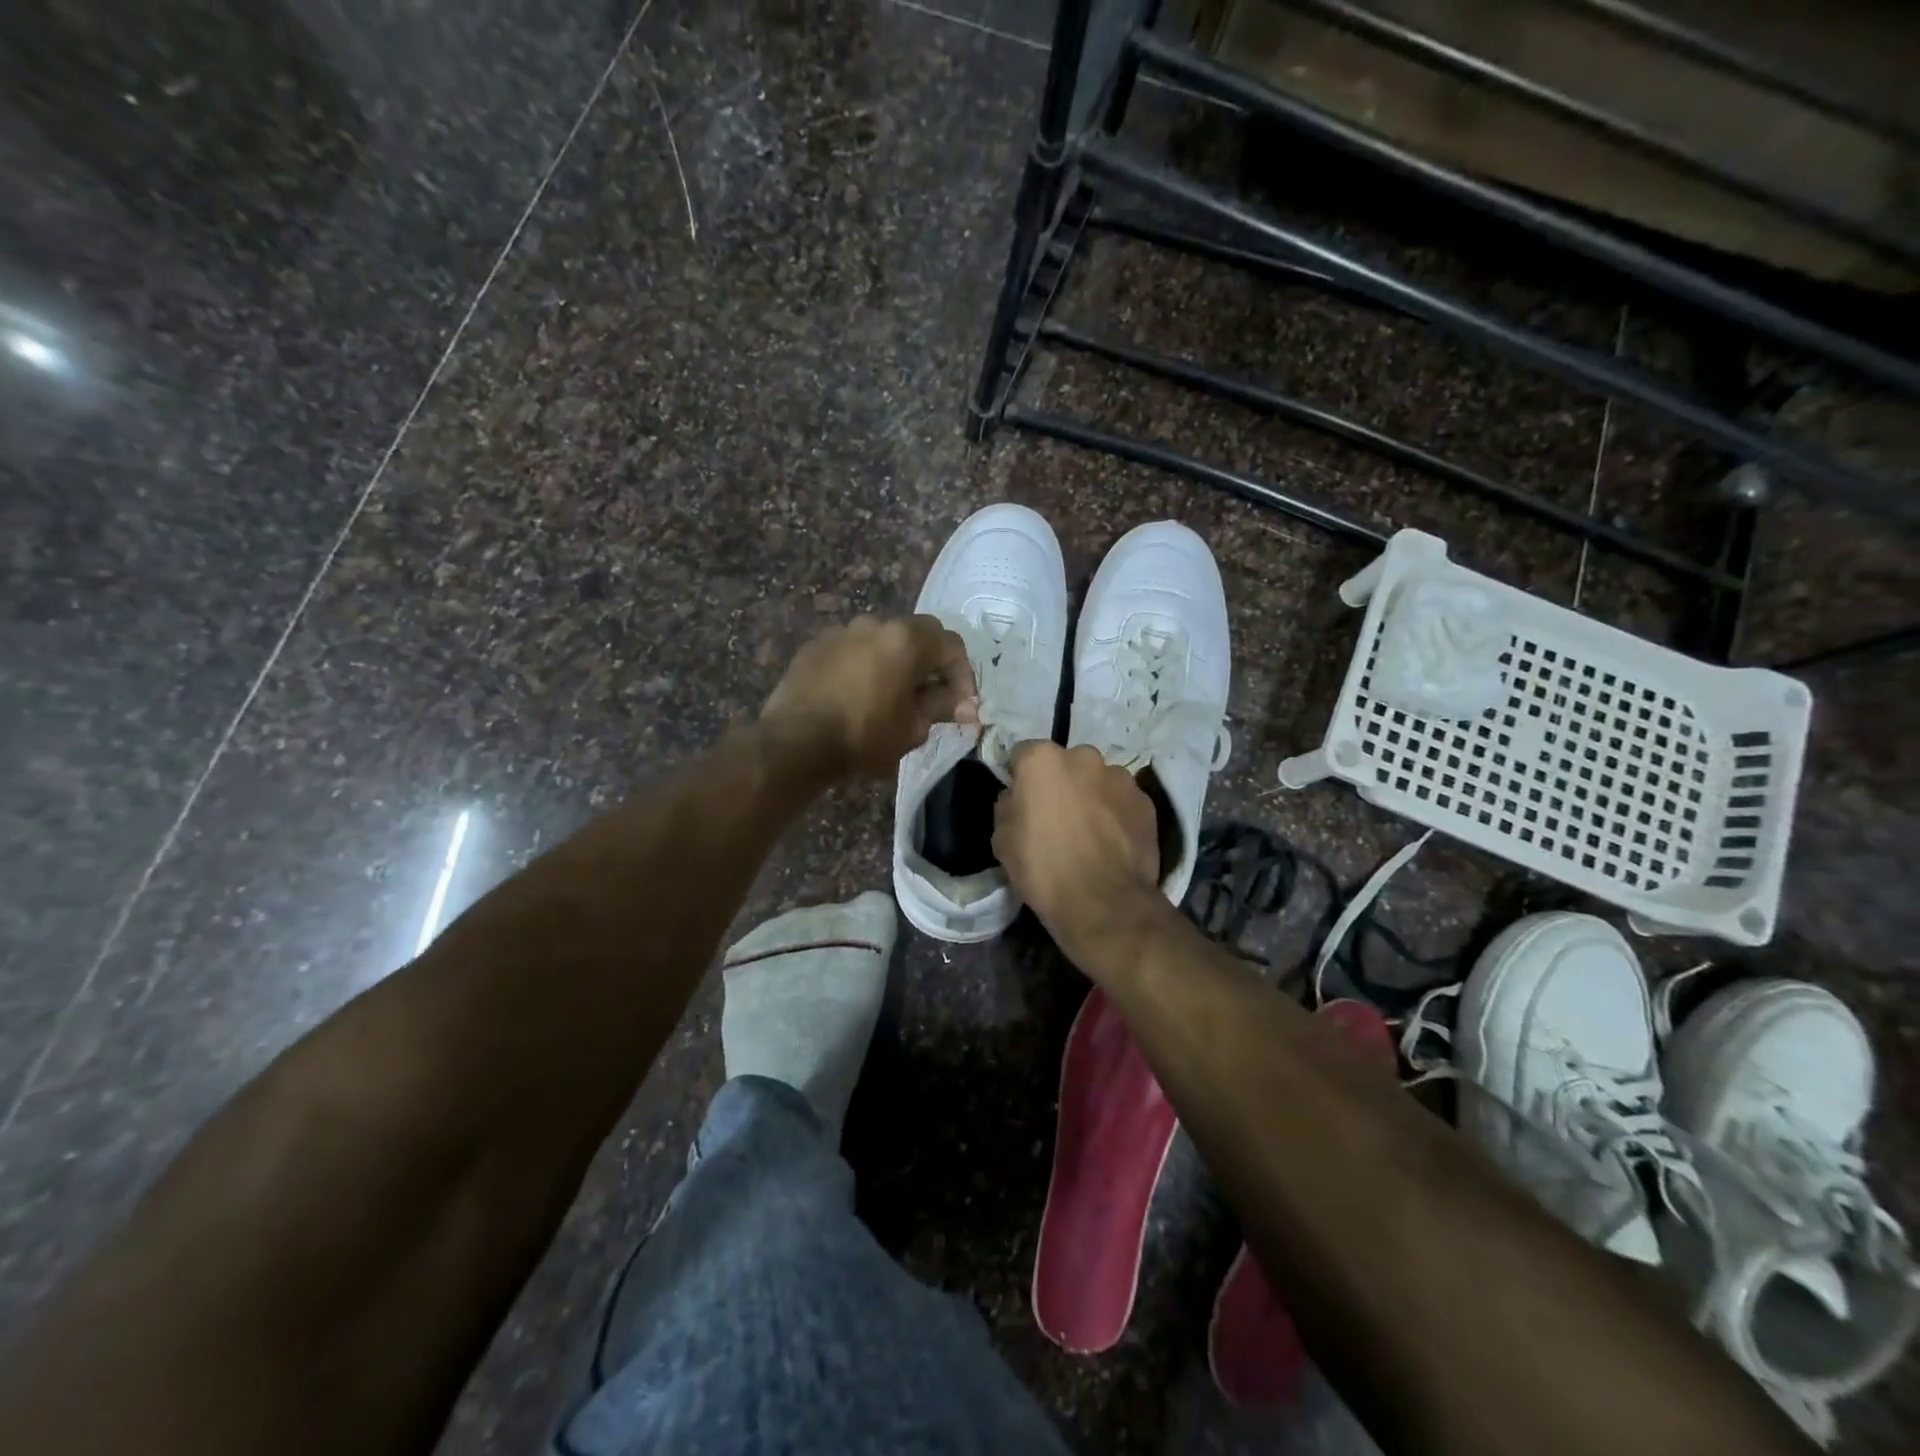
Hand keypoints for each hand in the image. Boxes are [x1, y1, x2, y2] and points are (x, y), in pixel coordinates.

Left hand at [761, 615, 977, 776]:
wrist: (795, 741)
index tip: (962, 705)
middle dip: (932, 663)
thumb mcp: (913, 727)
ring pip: (883, 640)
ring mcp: (842, 631)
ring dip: (896, 662)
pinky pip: (852, 650)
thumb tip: (966, 705)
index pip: (951, 645)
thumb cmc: (864, 736)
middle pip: (918, 634)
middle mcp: (875, 624)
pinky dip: (864, 666)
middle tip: (932, 696)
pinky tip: (857, 695)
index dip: (964, 675)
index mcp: (906, 639)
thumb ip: (942, 707)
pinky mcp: (815, 645)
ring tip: (892, 695)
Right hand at [993, 743, 1166, 967]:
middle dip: (1061, 783)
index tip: (1021, 800)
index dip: (1020, 777)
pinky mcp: (1146, 802)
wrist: (1103, 904)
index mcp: (1043, 760)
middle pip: (1066, 764)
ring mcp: (1120, 777)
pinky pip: (1122, 801)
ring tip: (1089, 832)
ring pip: (1098, 781)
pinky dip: (1116, 814)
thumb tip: (1016, 798)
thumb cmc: (1043, 868)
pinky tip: (1112, 842)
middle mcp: (1084, 757)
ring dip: (1091, 796)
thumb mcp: (1002, 840)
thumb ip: (1008, 807)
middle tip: (1057, 817)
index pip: (1023, 754)